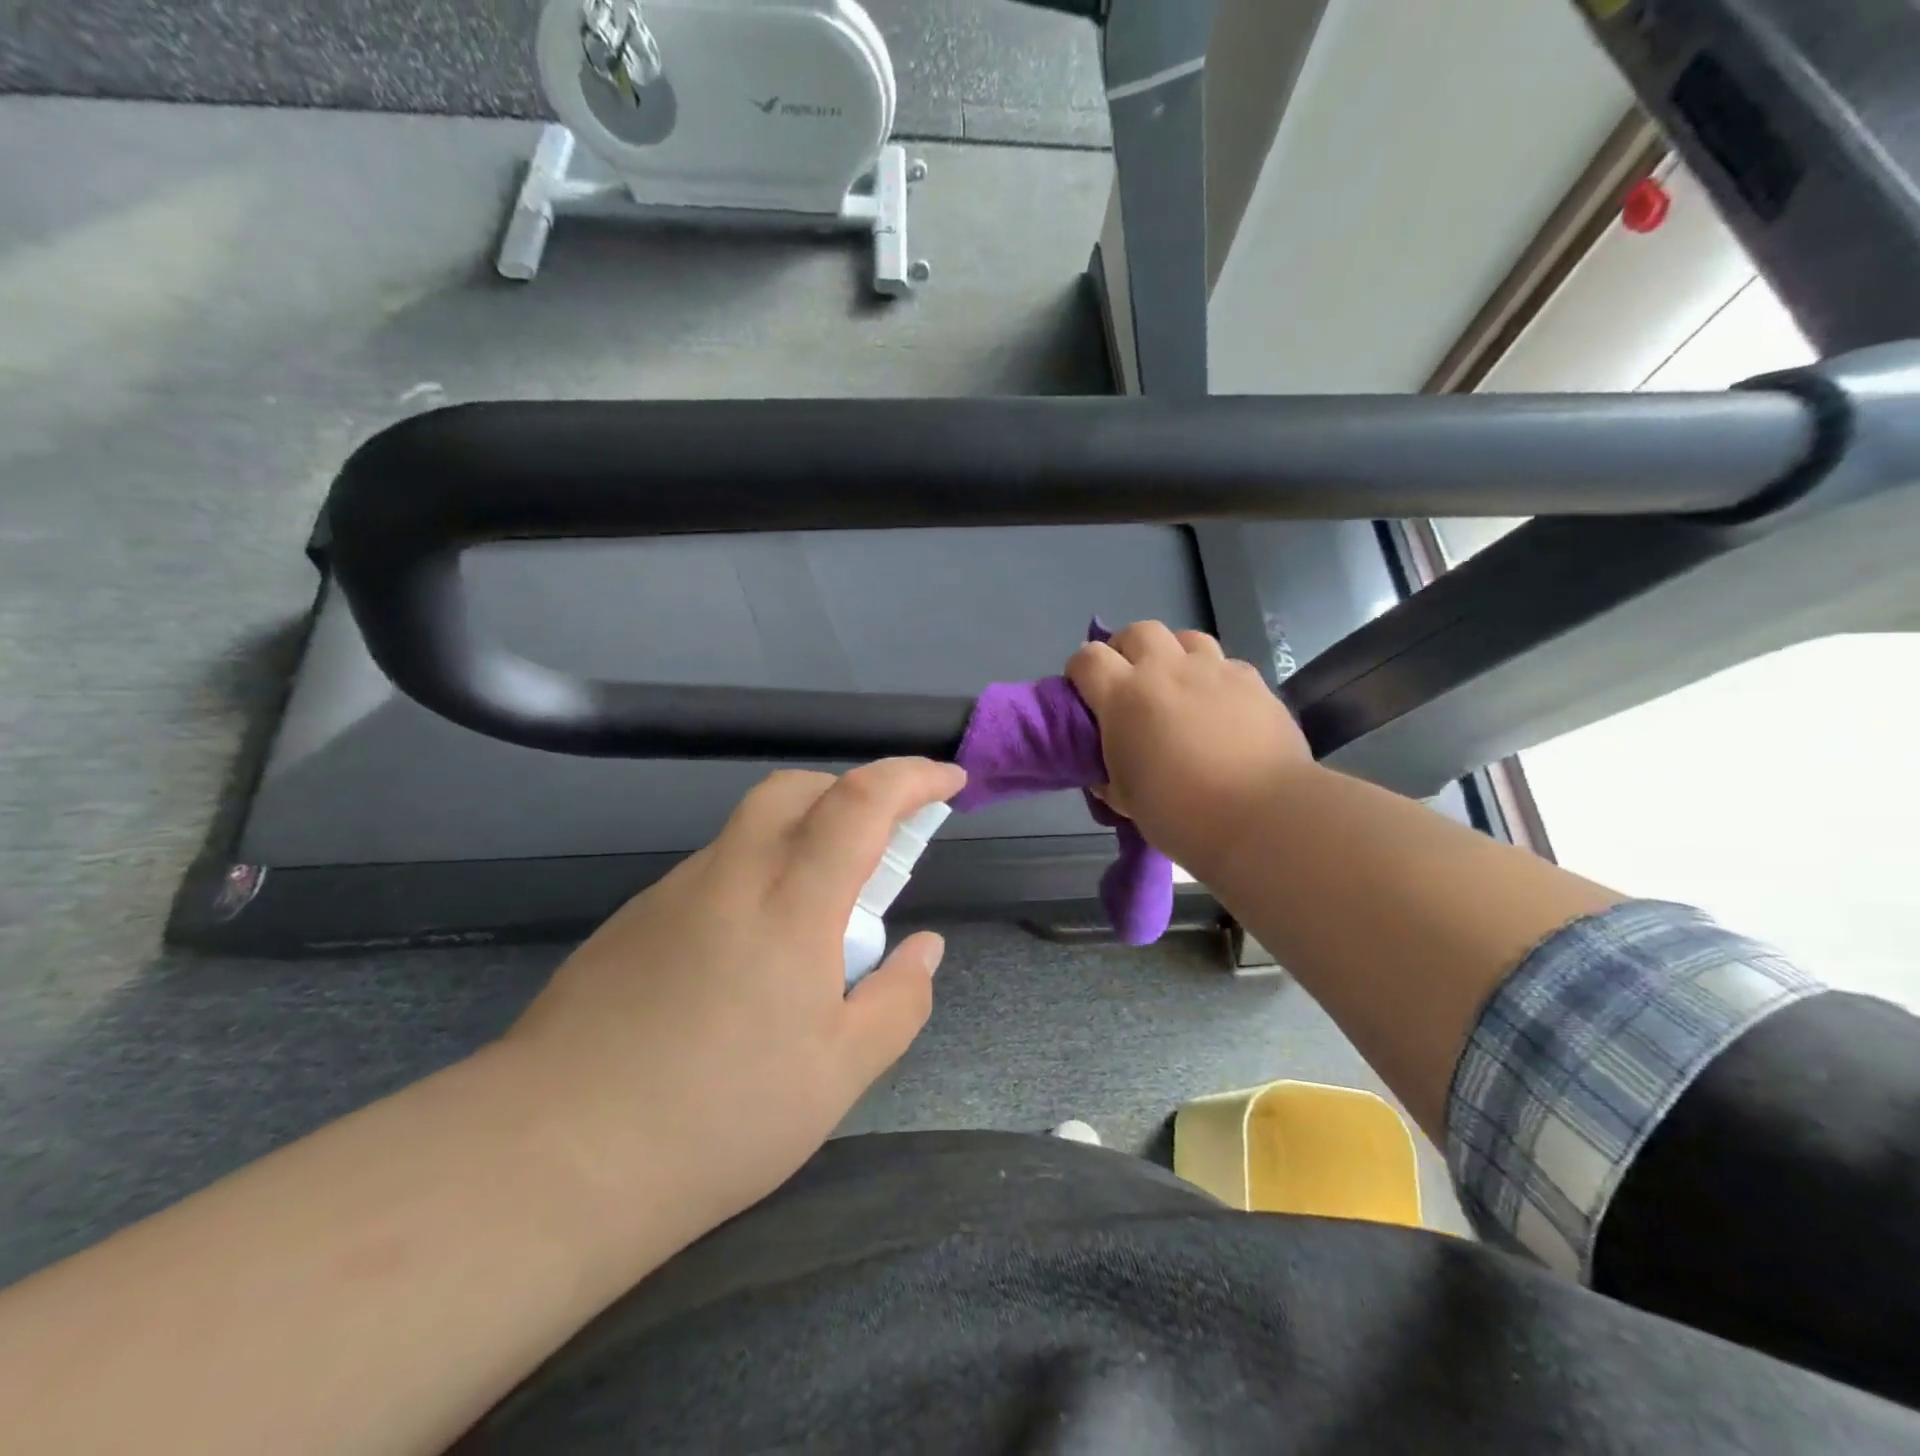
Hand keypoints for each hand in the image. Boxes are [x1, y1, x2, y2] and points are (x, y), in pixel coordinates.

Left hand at [500, 757, 966, 1245]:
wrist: (550, 1159)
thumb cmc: (717, 1118)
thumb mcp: (839, 1075)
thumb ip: (898, 1001)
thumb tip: (925, 948)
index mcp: (792, 904)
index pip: (861, 802)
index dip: (912, 777)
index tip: (949, 781)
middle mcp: (731, 876)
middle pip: (794, 789)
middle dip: (849, 791)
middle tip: (881, 843)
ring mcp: (673, 894)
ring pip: (750, 828)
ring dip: (800, 838)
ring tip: (817, 918)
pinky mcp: (633, 921)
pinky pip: (712, 871)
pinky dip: (754, 877)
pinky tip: (748, 955)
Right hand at [1068, 622, 1312, 876]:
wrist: (1261, 816)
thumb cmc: (1180, 813)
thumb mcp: (1125, 799)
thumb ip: (1108, 774)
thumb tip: (1105, 771)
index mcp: (1124, 697)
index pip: (1087, 658)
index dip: (1079, 671)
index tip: (1084, 693)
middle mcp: (1166, 671)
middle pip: (1137, 632)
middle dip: (1127, 649)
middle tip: (1130, 681)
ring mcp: (1213, 671)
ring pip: (1185, 637)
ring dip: (1173, 654)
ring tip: (1177, 685)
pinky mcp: (1253, 681)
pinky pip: (1226, 663)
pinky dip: (1214, 677)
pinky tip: (1220, 705)